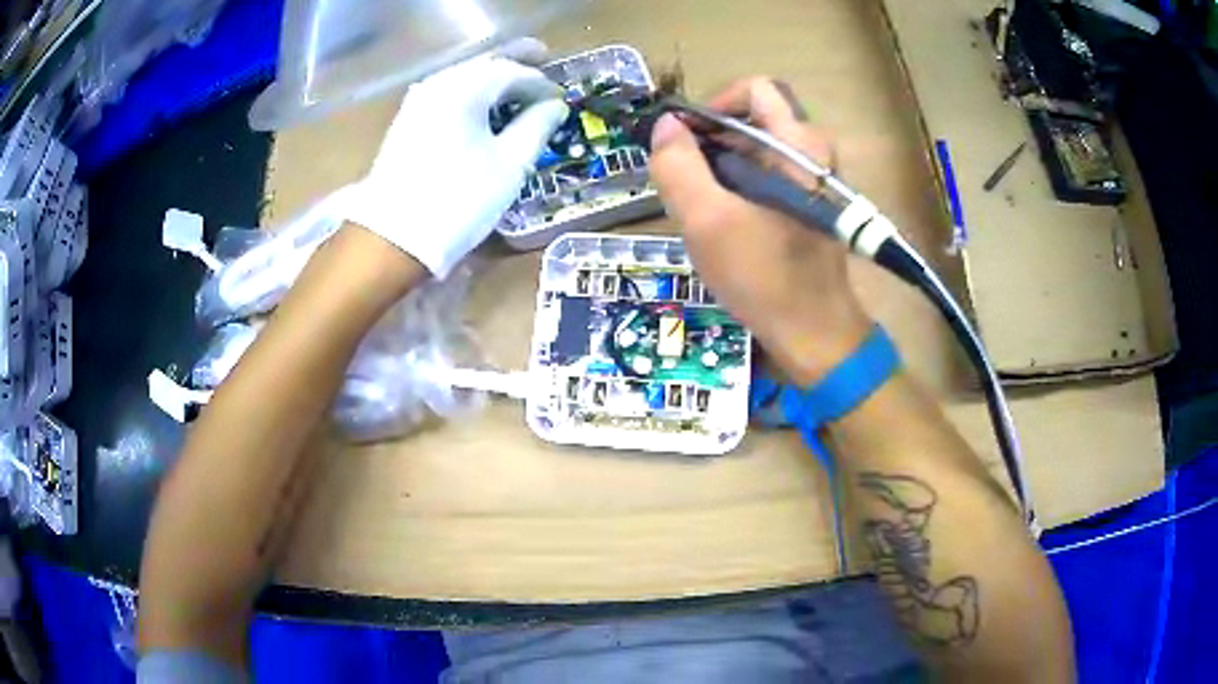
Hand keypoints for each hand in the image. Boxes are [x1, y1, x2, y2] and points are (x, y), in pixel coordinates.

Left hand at [345, 39, 568, 278]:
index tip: (561, 96)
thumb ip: (537, 126)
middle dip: (514, 62)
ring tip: (516, 84)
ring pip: (463, 78)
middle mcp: (438, 85)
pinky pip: (447, 94)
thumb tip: (555, 105)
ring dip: (492, 77)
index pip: (512, 72)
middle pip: (484, 65)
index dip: (540, 82)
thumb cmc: (459, 199)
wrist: (394, 237)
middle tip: (542, 58)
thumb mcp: (510, 164)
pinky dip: (471, 92)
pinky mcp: (407, 122)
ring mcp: (417, 102)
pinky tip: (483, 105)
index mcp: (465, 88)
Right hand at [649, 78, 872, 384]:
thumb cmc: (764, 277)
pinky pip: (764, 175)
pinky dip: (736, 186)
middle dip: (710, 141)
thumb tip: (664, 126)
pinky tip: (720, 222)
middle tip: (684, 180)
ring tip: (698, 207)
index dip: (714, 104)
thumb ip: (678, 166)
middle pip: (752, 118)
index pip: (755, 88)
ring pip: (755, 149)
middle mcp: (811, 153)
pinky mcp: (805, 204)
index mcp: (798, 144)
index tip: (686, 139)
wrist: (814, 333)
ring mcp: (811, 180)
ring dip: (719, 167)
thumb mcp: (707, 221)